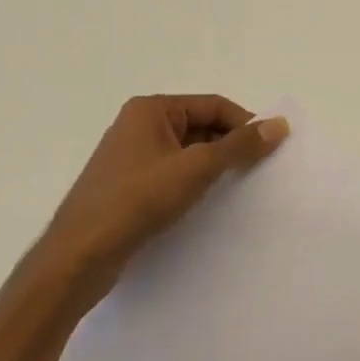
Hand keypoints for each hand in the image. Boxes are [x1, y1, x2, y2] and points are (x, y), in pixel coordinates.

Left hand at [39, 95, 287, 310]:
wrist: (80, 255)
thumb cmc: (139, 200)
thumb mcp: (197, 168)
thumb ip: (240, 146)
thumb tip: (279, 125)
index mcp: (151, 109)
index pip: (213, 105)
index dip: (245, 124)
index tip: (271, 148)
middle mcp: (138, 125)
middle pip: (200, 125)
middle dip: (230, 145)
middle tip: (259, 170)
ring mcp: (131, 156)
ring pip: (187, 151)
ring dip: (213, 165)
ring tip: (238, 188)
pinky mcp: (128, 185)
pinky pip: (172, 172)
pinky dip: (193, 181)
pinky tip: (207, 203)